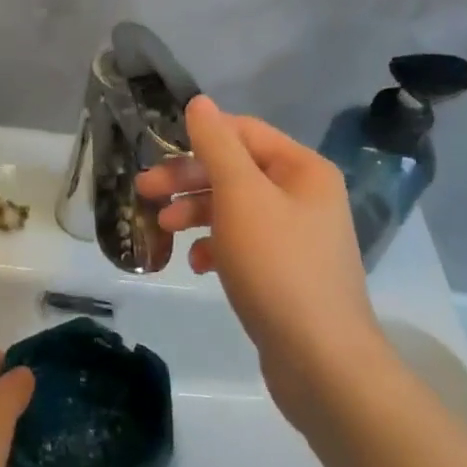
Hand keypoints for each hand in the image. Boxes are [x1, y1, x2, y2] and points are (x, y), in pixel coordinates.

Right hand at [137, 97, 383, 426]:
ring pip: (236, 207)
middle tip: (144, 190)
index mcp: (303, 169)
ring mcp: (298, 237)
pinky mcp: (288, 273)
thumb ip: (217, 145)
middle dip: (189, 179)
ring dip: (197, 212)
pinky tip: (198, 264)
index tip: (158, 153)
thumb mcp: (240, 195)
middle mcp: (305, 196)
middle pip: (236, 170)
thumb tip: (200, 102)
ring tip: (163, 227)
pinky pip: (245, 244)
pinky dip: (217, 246)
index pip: (244, 132)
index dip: (200, 138)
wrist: (322, 364)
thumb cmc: (277, 266)